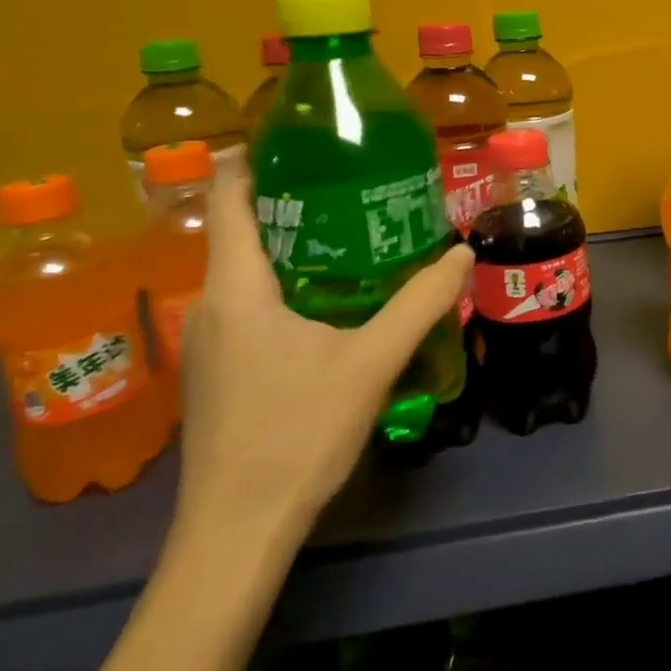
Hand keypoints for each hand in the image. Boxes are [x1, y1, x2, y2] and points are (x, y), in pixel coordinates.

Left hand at [171, 172, 471, 556]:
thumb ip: (420, 303)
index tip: (299, 137)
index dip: (252, 158)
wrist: (235, 533)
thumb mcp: (371, 362)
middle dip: (291, 199)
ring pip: (245, 270)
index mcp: (235, 289)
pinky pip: (248, 303)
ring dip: (291, 244)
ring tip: (352, 230)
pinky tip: (331, 299)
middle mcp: (209, 306)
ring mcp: (208, 342)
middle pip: (241, 230)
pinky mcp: (218, 372)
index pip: (228, 199)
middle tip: (353, 181)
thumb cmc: (296, 434)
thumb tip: (462, 253)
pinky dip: (285, 282)